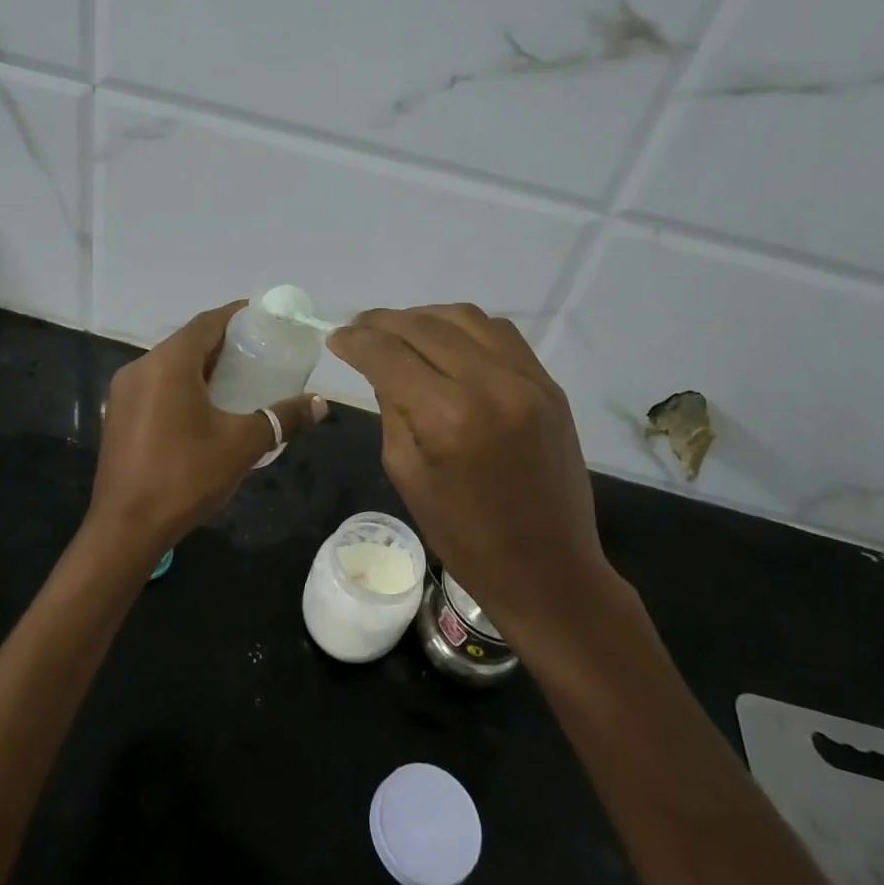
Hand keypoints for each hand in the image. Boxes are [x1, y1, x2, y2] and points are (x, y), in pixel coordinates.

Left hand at [87, 300, 326, 561]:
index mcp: (168, 363)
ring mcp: (124, 392)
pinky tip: (203, 408)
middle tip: (258, 352)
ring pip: (169, 365)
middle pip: (187, 342)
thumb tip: (321, 403)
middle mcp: (141, 367)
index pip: (207, 323)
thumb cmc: (185, 477)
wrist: (126, 529)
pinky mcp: (118, 416)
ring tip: (236, 379)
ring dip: (201, 366)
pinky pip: (155, 386)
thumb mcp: (242, 445)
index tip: (264, 318)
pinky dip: (181, 386)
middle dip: (222, 343)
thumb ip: (283, 418)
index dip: (236, 315)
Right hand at [327, 304, 620, 655]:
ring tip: (399, 331)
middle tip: (358, 329)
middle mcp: (491, 385)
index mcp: (448, 417)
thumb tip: (382, 368)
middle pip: (424, 326)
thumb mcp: (406, 473)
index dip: (355, 341)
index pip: (389, 355)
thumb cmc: (464, 536)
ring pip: (465, 317)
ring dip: (423, 317)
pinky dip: (464, 328)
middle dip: (382, 322)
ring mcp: (527, 379)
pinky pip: (500, 333)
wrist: (547, 567)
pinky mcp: (549, 384)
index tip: (335, 338)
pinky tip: (447, 342)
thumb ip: (392, 410)